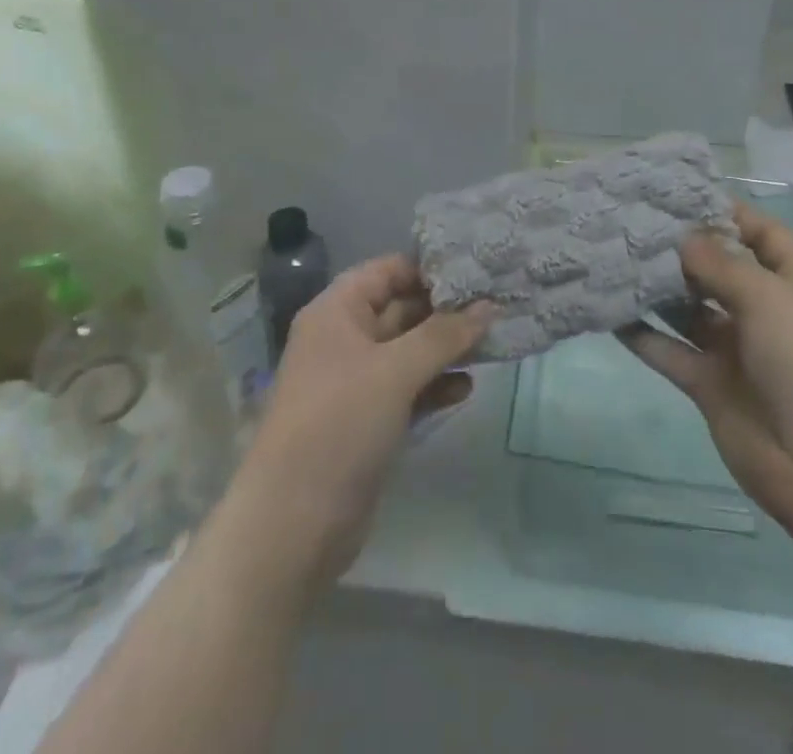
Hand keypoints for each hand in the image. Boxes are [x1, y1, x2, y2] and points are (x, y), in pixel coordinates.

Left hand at [232, 254, 494, 590]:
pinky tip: (467, 388)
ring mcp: (357, 381)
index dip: (430, 268)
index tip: (478, 269)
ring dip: (446, 348)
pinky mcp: (369, 420)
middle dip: (447, 310)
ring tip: (493, 343)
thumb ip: (445, 334)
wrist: (294, 525)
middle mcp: (345, 339)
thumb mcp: (395, 371)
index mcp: (337, 312)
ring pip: (410, 350)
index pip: (388, 270)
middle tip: (498, 304)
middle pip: (402, 308)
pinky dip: (436, 385)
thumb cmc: (340, 425)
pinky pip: (409, 388)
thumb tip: (489, 306)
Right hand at [619, 202, 792, 548]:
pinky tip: (612, 313)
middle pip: (721, 271)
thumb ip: (721, 265)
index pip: (765, 236)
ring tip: (616, 260)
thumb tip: (684, 237)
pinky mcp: (711, 387)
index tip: (683, 196)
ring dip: (660, 290)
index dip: (731, 214)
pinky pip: (672, 353)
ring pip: (691, 311)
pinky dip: (644, 336)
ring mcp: (738, 352)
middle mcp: (767, 314)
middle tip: (635, 225)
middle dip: (685, 249)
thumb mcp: (772, 300)